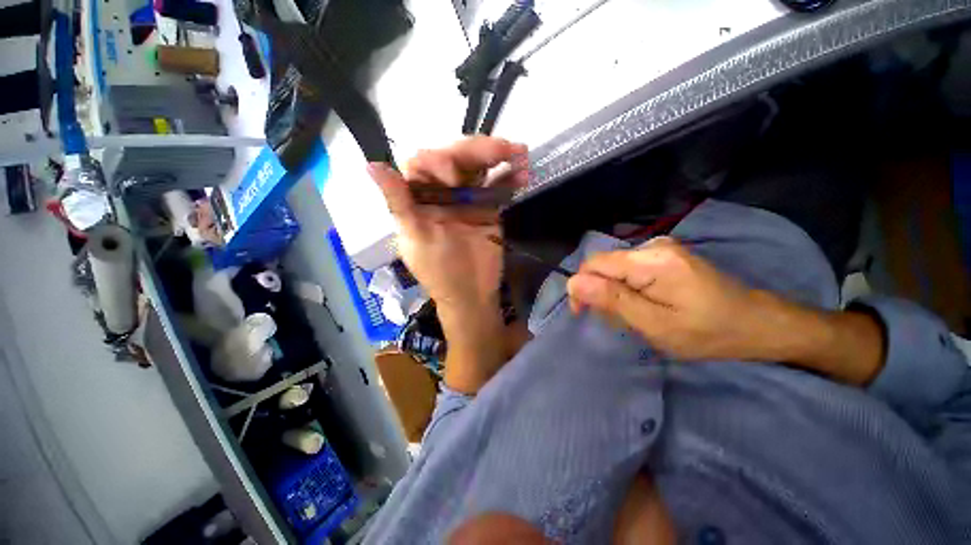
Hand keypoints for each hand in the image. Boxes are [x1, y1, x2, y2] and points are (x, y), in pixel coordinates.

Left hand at [367, 137, 527, 309]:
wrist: (471, 294)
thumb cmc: (439, 271)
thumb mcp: (416, 239)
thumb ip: (399, 203)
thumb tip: (371, 165)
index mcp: (419, 198)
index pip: (423, 163)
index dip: (439, 160)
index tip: (453, 177)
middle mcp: (442, 192)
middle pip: (457, 158)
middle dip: (478, 150)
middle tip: (504, 149)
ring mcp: (467, 198)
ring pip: (480, 167)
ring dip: (499, 157)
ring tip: (519, 153)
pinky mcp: (488, 207)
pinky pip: (498, 186)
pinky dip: (511, 177)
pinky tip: (523, 173)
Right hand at [566, 236, 768, 360]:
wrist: (756, 323)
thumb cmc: (708, 332)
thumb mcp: (655, 324)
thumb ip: (612, 301)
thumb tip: (573, 283)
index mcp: (651, 261)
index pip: (595, 263)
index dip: (582, 286)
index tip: (584, 313)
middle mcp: (653, 245)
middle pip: (604, 265)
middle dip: (601, 292)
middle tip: (618, 320)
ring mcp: (660, 247)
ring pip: (615, 268)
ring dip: (614, 292)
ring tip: (635, 315)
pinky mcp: (665, 254)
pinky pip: (629, 268)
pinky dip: (627, 288)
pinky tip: (644, 303)